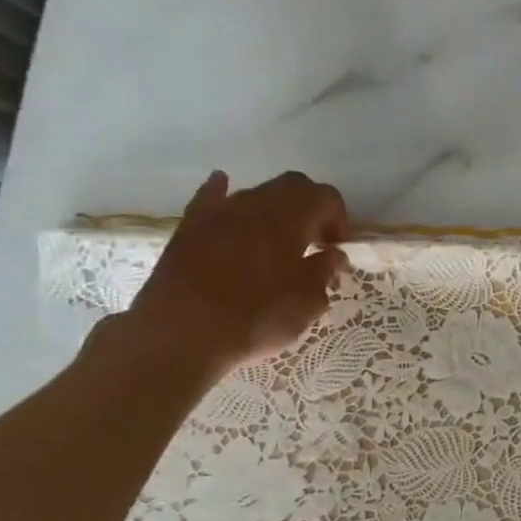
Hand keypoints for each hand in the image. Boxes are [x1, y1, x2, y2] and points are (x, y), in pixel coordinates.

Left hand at [120, 171, 350, 377]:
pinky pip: (211, 199)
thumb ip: (323, 272)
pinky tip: (224, 188)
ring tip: (278, 242)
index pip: (326, 197)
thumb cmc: (256, 317)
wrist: (180, 334)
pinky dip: (223, 193)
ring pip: (256, 194)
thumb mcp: (307, 303)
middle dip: (310, 208)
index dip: (340, 219)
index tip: (338, 249)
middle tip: (315, 242)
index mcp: (291, 217)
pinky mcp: (189, 228)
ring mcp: (218, 212)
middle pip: (292, 186)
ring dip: (274, 210)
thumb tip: (332, 255)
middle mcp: (256, 204)